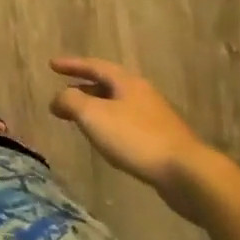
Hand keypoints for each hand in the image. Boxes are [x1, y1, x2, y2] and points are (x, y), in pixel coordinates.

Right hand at [49, 58, 218, 220]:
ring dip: (96, 107)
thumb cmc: (136, 138)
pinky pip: (127, 123)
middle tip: (63, 93)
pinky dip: (109, 124)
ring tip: (80, 118)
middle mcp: (142, 94)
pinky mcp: (162, 140)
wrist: (187, 174)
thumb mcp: (93, 115)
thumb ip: (70, 101)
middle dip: (83, 87)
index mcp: (127, 82)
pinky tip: (105, 140)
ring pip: (118, 105)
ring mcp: (155, 117)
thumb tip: (58, 98)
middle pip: (108, 84)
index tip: (52, 65)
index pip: (94, 65)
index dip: (72, 64)